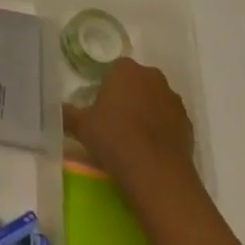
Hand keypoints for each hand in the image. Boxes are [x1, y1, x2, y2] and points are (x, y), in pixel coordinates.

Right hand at [62, 58, 196, 201]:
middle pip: (137, 82)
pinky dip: (161, 130)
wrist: (157, 175)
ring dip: (146, 112)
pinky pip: (170, 121)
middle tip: (113, 121)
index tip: (99, 107)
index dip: (106, 87)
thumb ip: (68, 114)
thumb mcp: (81, 126)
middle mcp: (153, 78)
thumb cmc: (114, 139)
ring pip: (155, 101)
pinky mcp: (189, 126)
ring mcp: (174, 102)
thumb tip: (55, 109)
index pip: (114, 69)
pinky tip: (149, 150)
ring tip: (133, 138)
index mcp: (126, 70)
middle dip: (128, 96)